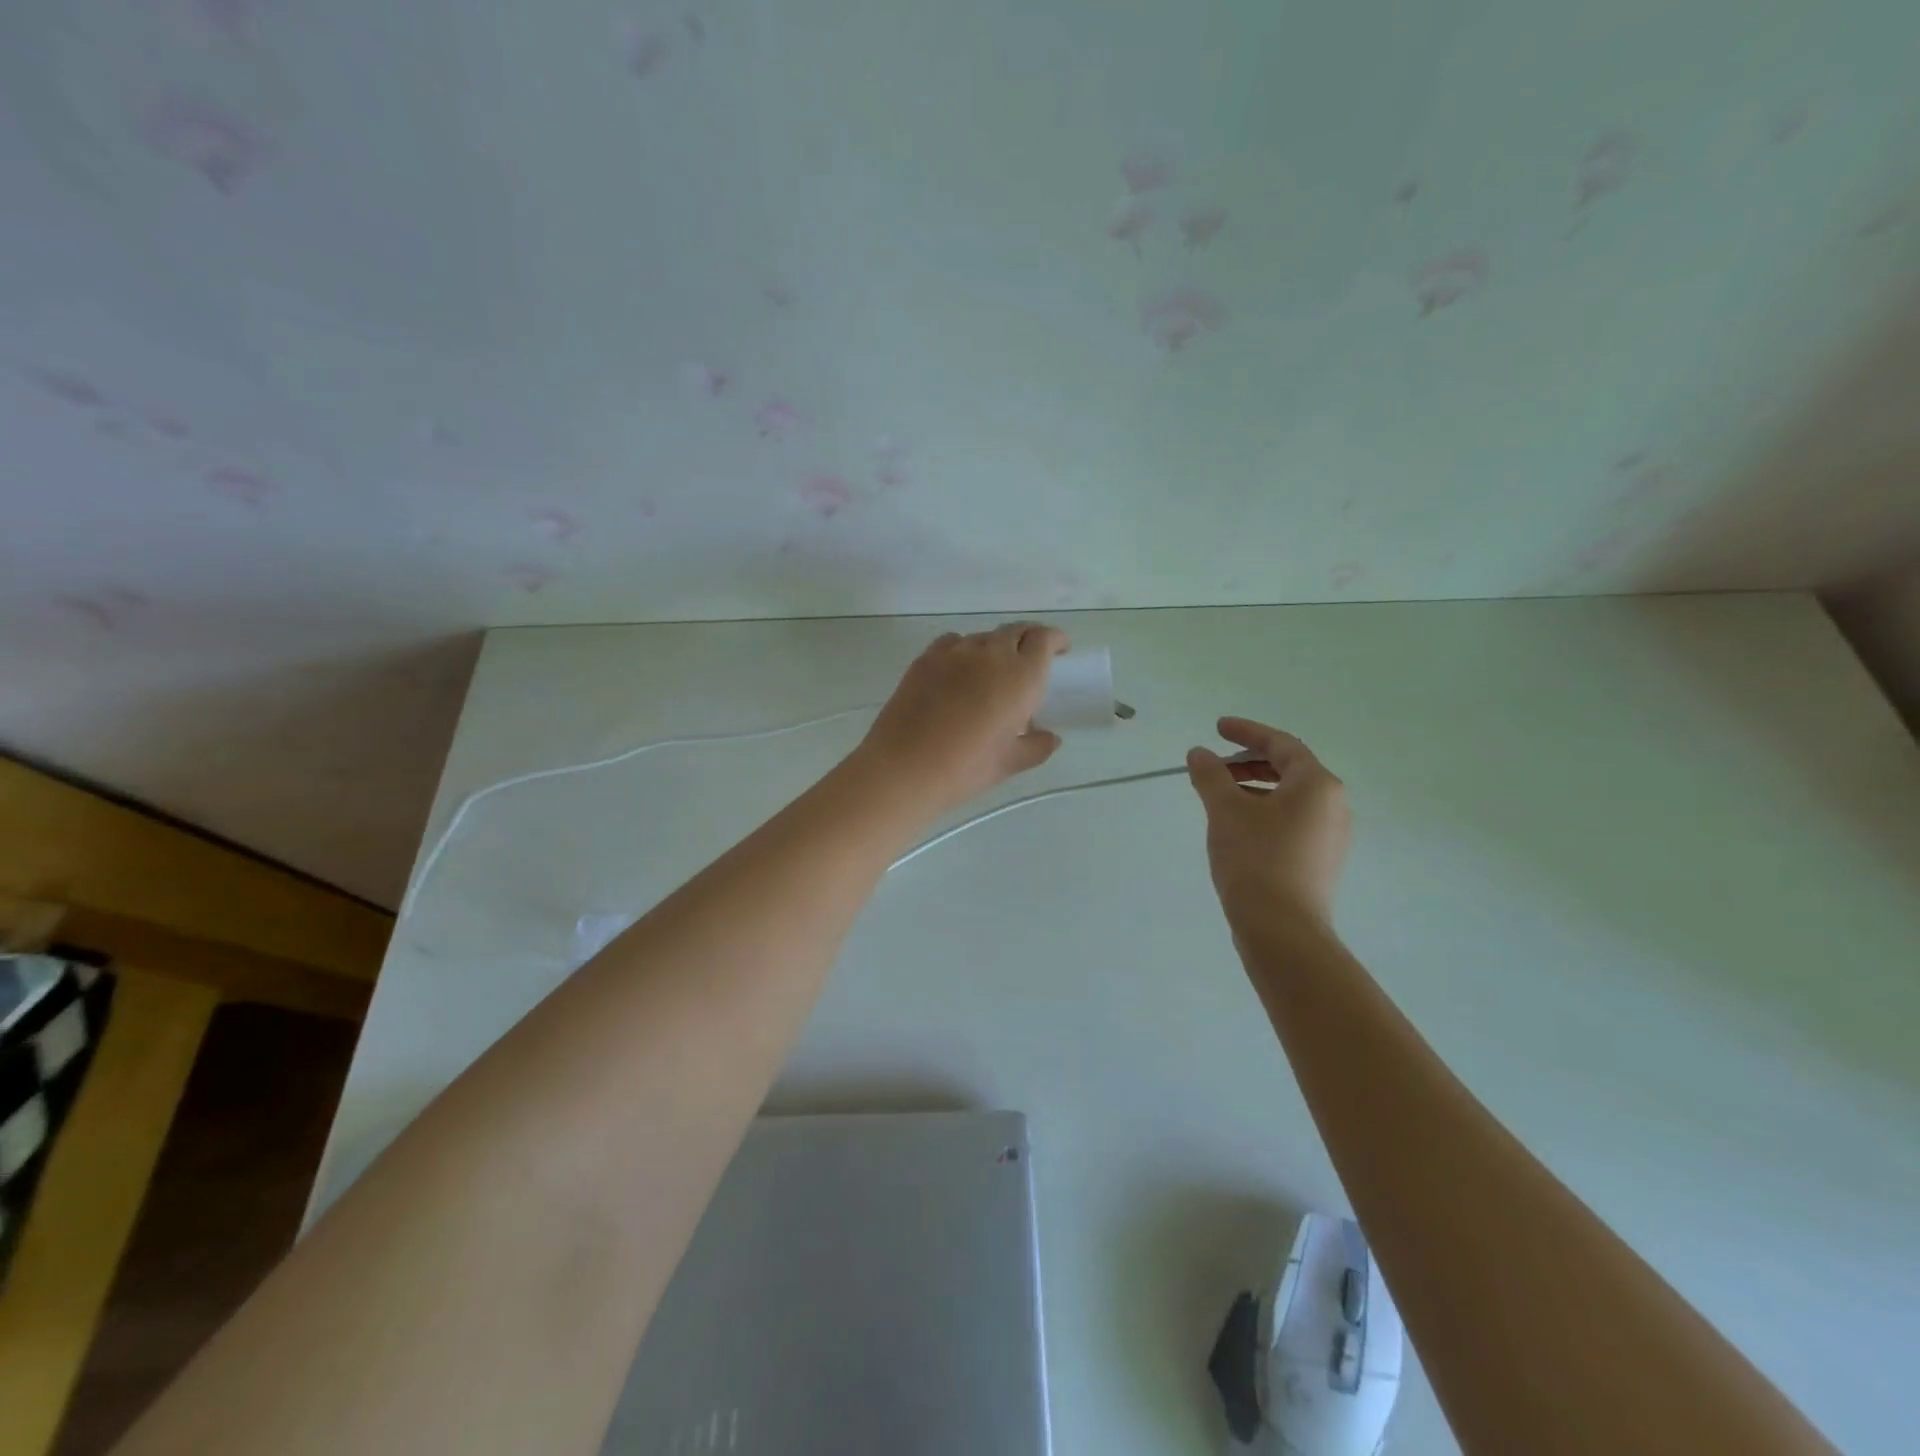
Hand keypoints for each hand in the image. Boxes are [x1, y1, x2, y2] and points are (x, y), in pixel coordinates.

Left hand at [854, 623, 1069, 818]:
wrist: (905, 767)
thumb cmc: (966, 768)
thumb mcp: (1010, 763)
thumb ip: (1036, 746)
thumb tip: (1050, 738)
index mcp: (1021, 677)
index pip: (1043, 639)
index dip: (1055, 639)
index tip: (1060, 649)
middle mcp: (991, 654)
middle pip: (1014, 632)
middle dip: (1028, 640)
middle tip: (1030, 659)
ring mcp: (954, 653)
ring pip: (983, 637)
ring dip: (994, 647)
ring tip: (992, 671)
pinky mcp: (925, 659)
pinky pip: (952, 643)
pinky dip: (964, 650)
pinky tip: (959, 672)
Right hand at [1186, 718, 1350, 929]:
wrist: (1282, 929)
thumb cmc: (1255, 859)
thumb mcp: (1225, 810)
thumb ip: (1211, 775)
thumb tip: (1199, 753)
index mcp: (1317, 784)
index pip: (1281, 744)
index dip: (1246, 732)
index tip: (1217, 728)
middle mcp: (1333, 804)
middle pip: (1288, 769)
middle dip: (1248, 762)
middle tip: (1214, 766)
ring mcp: (1331, 835)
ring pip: (1289, 797)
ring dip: (1253, 788)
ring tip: (1218, 797)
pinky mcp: (1320, 859)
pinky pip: (1292, 821)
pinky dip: (1264, 812)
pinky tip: (1237, 827)